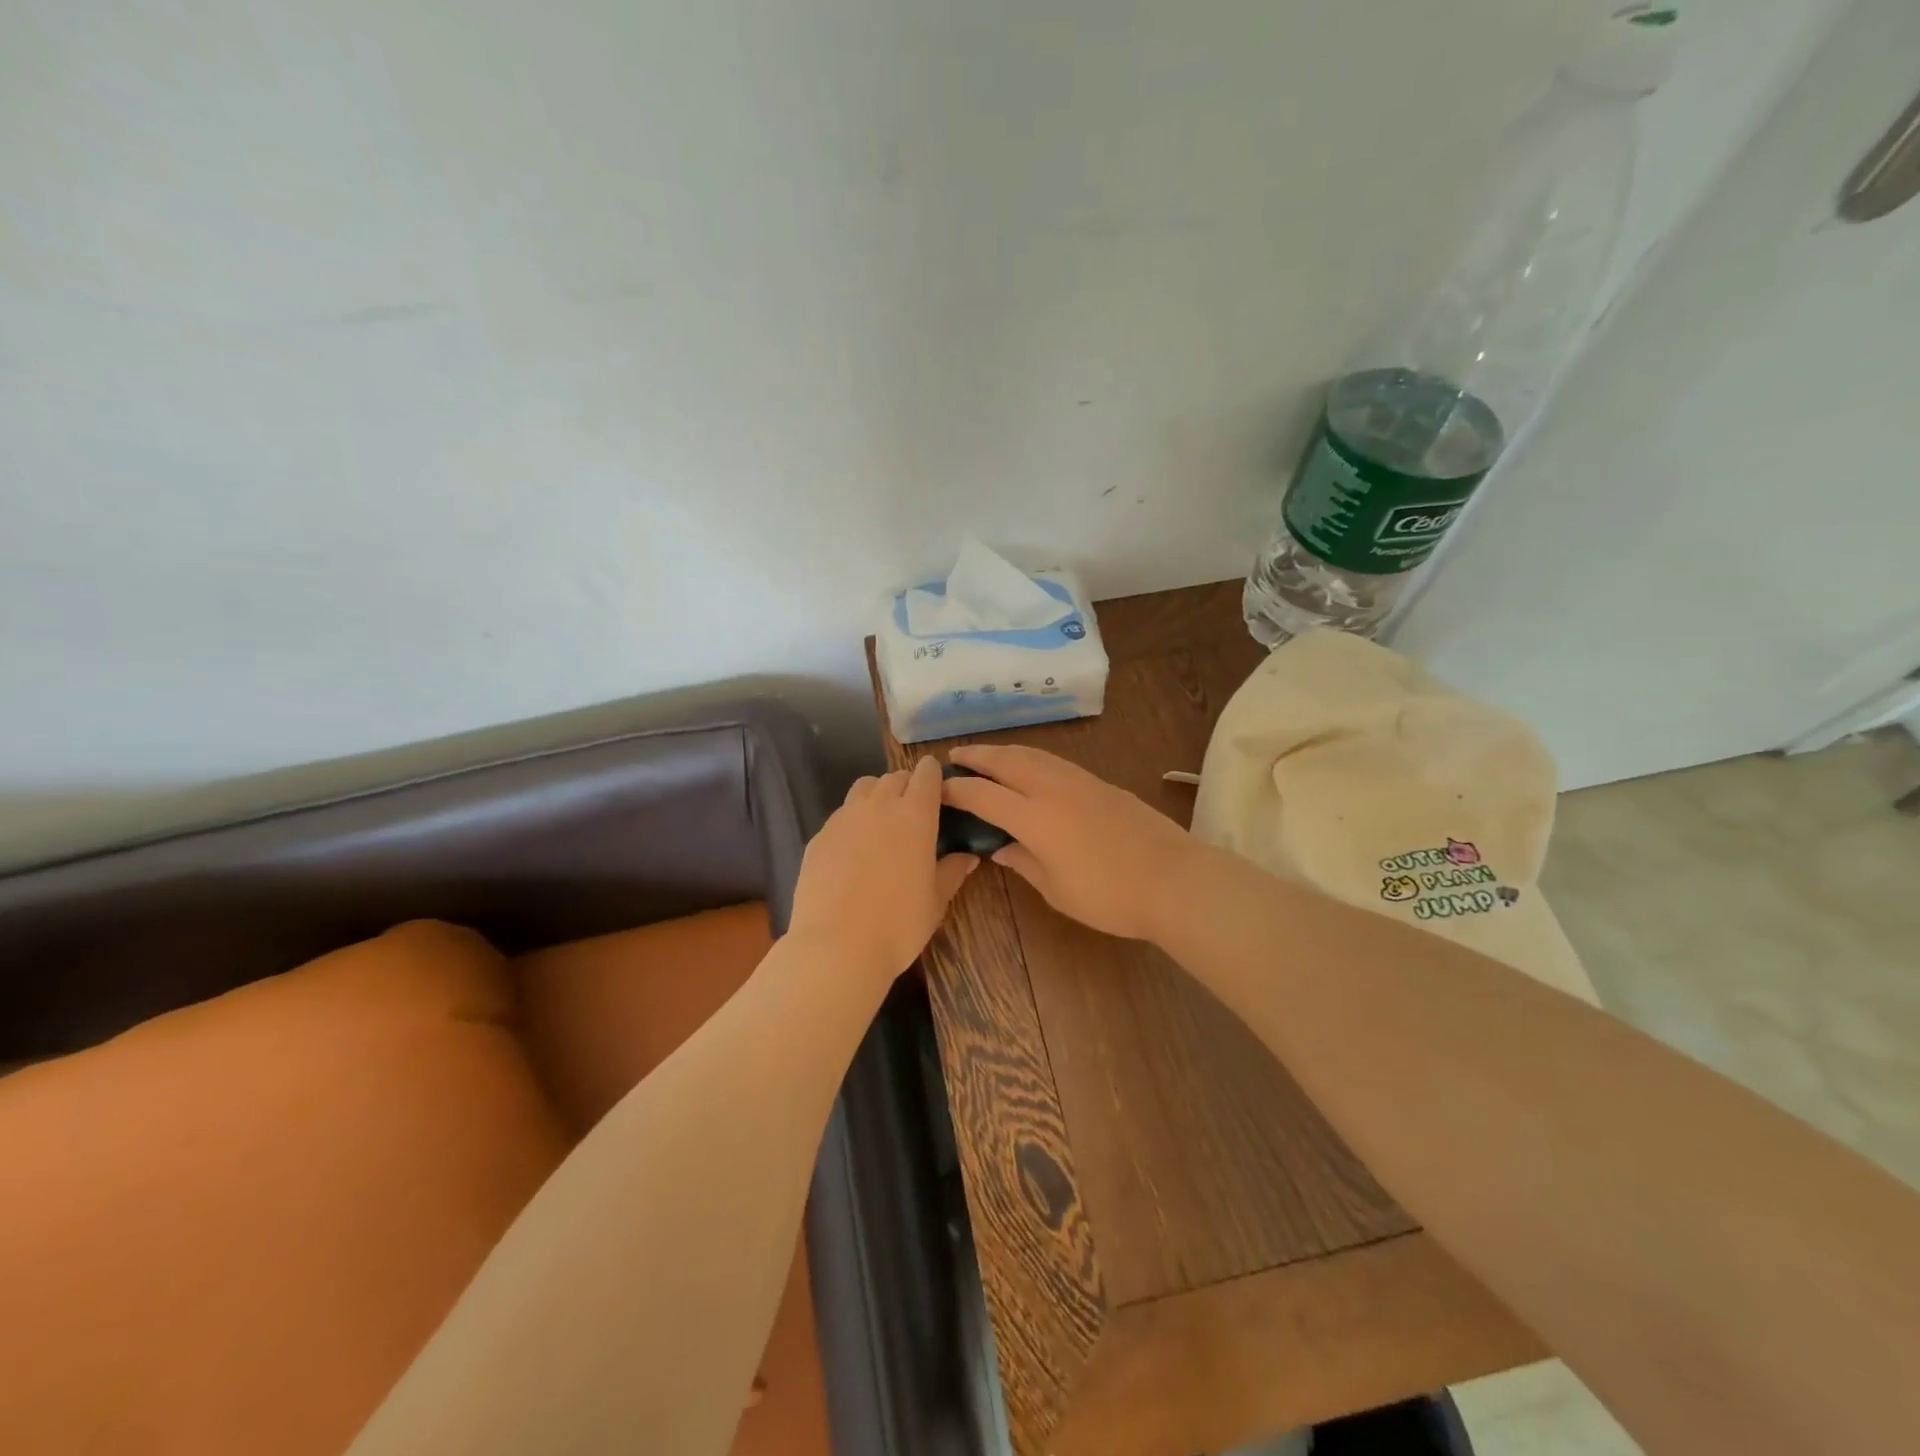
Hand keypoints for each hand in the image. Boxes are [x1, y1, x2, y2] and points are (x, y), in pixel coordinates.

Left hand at [789, 757, 977, 983]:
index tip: (939, 791)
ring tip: (883, 822)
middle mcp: (879, 805)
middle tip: (914, 812)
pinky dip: (853, 820)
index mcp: (915, 815)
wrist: (836, 946)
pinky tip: (854, 850)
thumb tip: (968, 857)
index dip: (934, 777)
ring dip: (878, 795)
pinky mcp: (819, 835)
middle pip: (895, 776)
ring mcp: (844, 818)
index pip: (927, 774)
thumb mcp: (935, 901)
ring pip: (865, 788)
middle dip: (907, 786)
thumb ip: (952, 871)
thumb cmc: (899, 924)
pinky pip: (841, 814)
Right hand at [942, 745, 1197, 942]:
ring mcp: (1079, 780)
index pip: (983, 795)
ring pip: (1032, 754)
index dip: (956, 790)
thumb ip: (1022, 862)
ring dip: (1003, 751)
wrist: (1174, 879)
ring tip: (986, 755)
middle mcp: (1052, 788)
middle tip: (954, 755)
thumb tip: (998, 847)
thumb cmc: (1109, 895)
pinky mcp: (1100, 782)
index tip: (937, 788)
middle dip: (976, 756)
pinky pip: (1053, 760)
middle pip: (1005, 761)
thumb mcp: (1056, 889)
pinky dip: (1030, 757)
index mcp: (1035, 817)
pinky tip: (1029, 767)